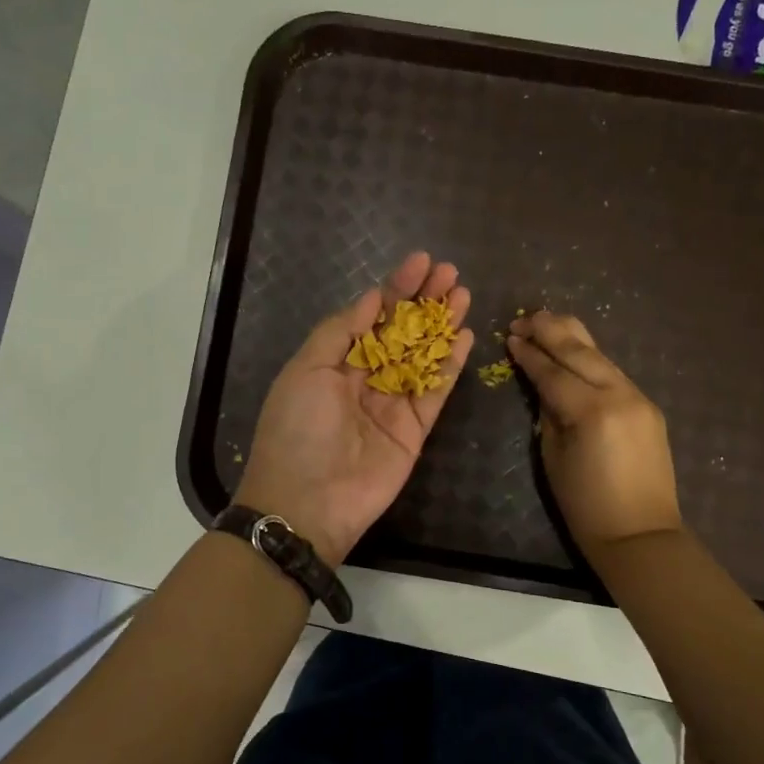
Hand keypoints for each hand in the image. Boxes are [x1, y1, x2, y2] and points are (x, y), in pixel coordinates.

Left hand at [234, 252, 473, 565]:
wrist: (308, 502)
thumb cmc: (297, 430)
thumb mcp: (306, 371)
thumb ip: (340, 332)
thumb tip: (371, 298)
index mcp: (335, 362)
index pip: (371, 316)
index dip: (395, 288)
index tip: (420, 261)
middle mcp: (365, 378)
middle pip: (402, 332)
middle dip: (425, 301)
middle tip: (451, 272)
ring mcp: (392, 404)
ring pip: (423, 356)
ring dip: (443, 325)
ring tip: (464, 294)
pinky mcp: (415, 429)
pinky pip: (436, 391)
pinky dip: (451, 365)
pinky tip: (465, 336)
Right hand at [506, 310, 682, 559]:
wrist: (640, 534)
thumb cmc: (586, 505)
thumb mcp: (553, 458)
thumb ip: (548, 415)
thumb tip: (545, 390)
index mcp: (590, 411)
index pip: (552, 372)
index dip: (529, 354)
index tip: (511, 336)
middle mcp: (619, 395)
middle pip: (580, 352)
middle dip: (551, 331)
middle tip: (526, 316)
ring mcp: (639, 398)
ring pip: (601, 356)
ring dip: (573, 337)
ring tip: (549, 321)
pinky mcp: (648, 407)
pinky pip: (615, 373)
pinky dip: (592, 359)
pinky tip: (576, 351)